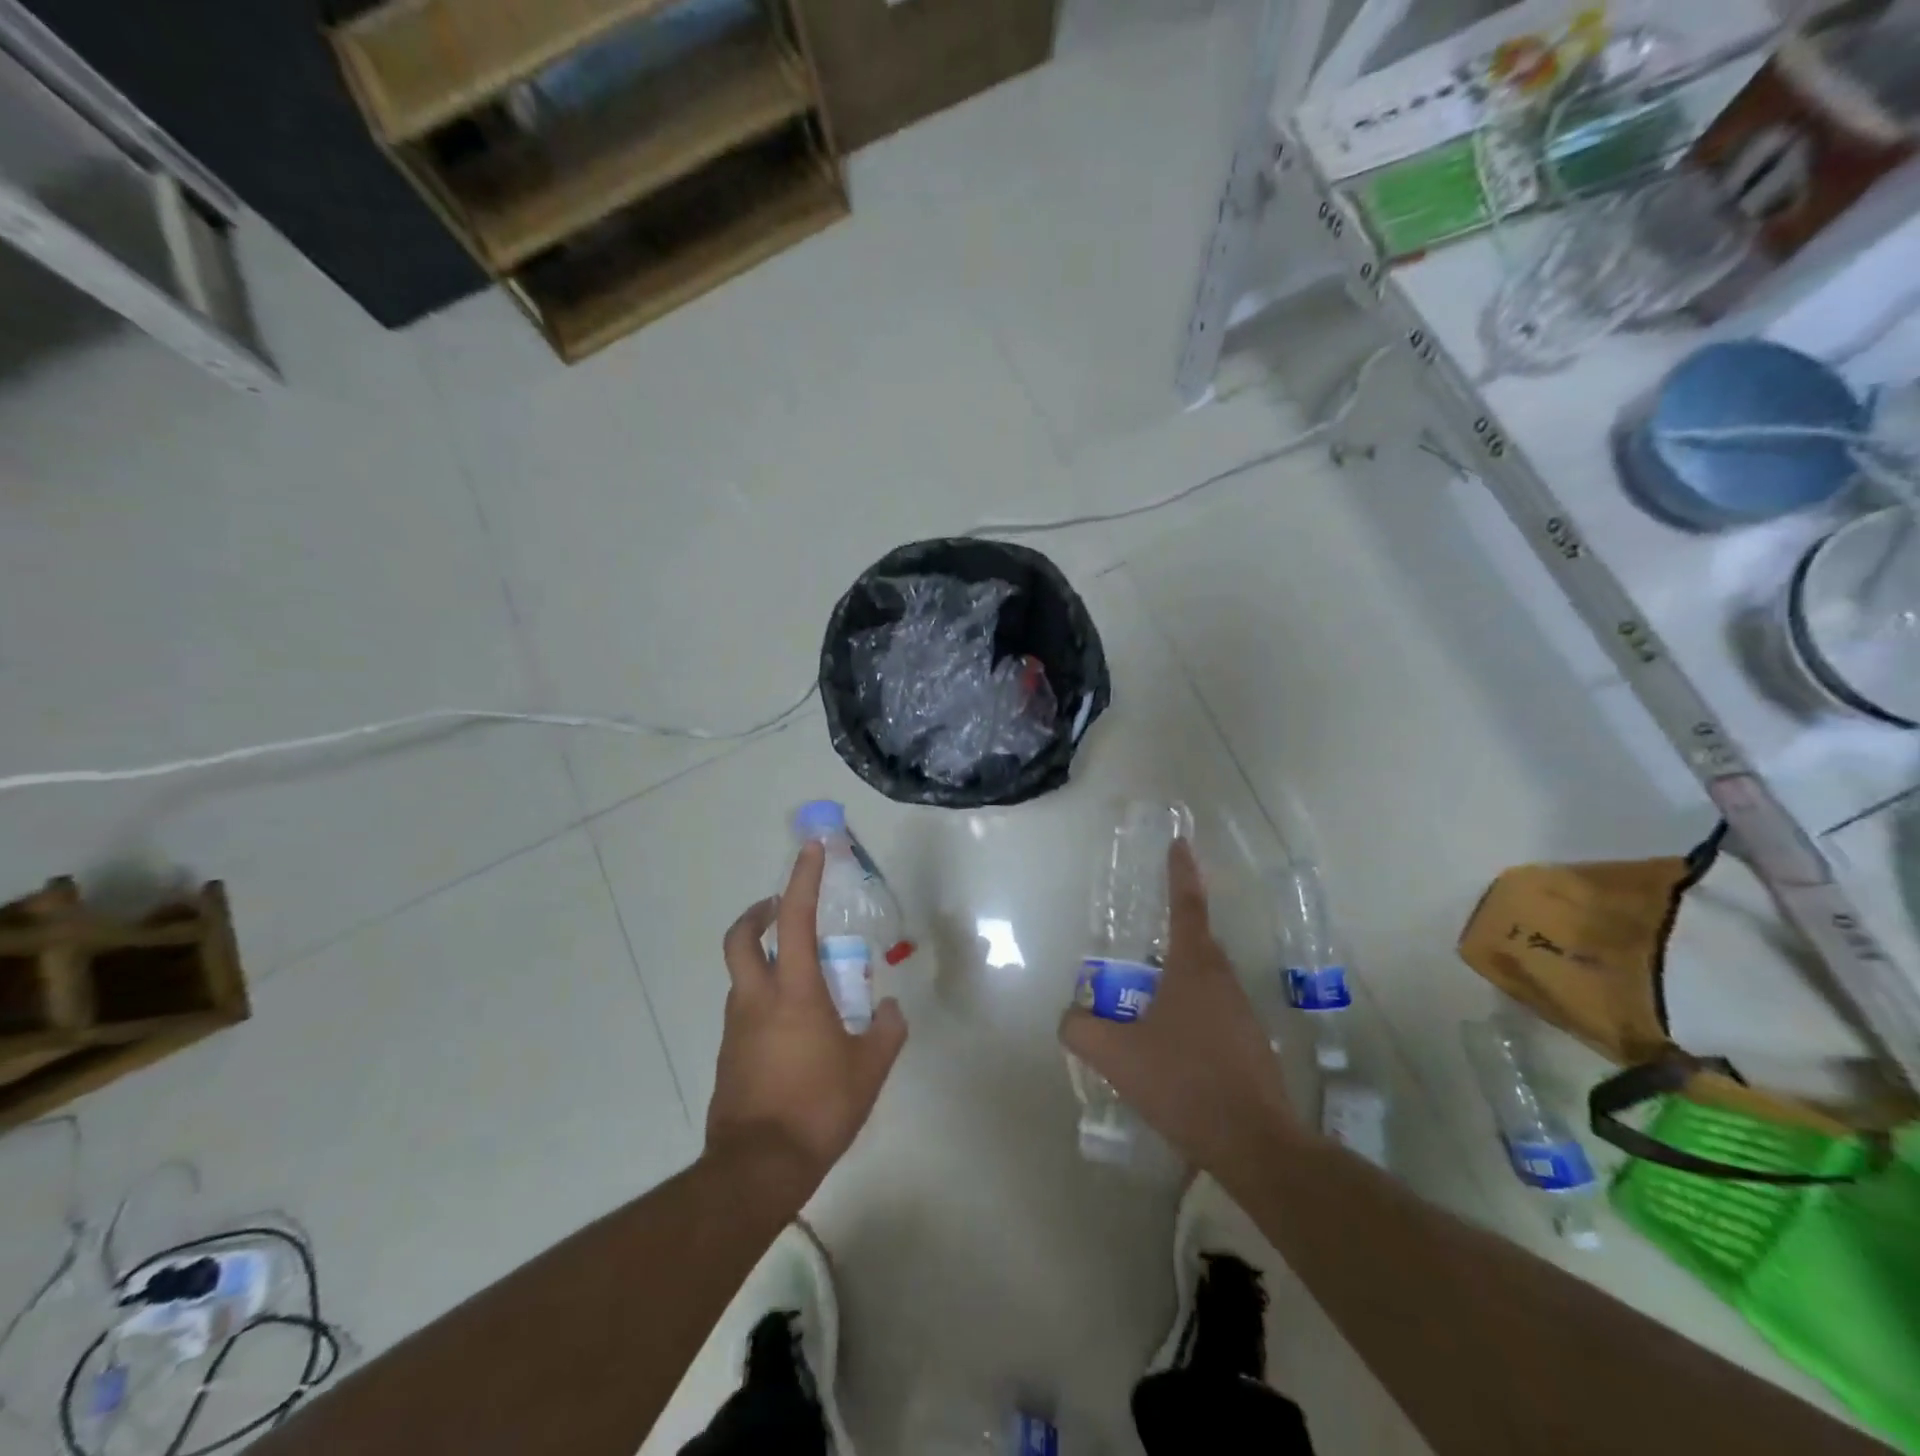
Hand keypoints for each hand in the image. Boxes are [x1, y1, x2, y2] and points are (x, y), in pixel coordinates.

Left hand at [708, 842, 907, 1199]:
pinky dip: (763, 1001)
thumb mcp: (869, 1069)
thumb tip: (889, 1009)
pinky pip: (744, 1012)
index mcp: (793, 992)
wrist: (757, 1169)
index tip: (811, 849)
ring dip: (763, 961)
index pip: (796, 920)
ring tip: (802, 981)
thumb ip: (885, 1031)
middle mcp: (756, 999)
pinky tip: (792, 1031)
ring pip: (742, 977)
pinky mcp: (727, 1056)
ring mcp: (735, 1028)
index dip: (803, 879)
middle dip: (757, 914)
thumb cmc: (818, 1109)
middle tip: (778, 908)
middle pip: (741, 939)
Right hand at [1059, 840, 1302, 1179]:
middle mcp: (1222, 980)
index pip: (1187, 904)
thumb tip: (1069, 1017)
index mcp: (1194, 967)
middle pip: (1195, 942)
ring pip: (1204, 980)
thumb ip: (1081, 1028)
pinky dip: (1189, 1014)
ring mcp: (1242, 1013)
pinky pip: (1213, 1012)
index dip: (1180, 872)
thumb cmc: (1183, 1082)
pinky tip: (1169, 1048)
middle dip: (1169, 935)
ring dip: (1176, 980)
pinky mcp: (1250, 1044)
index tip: (1179, 844)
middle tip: (1137, 945)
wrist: (1254, 1144)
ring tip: (1143, 1005)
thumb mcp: (1115, 1055)